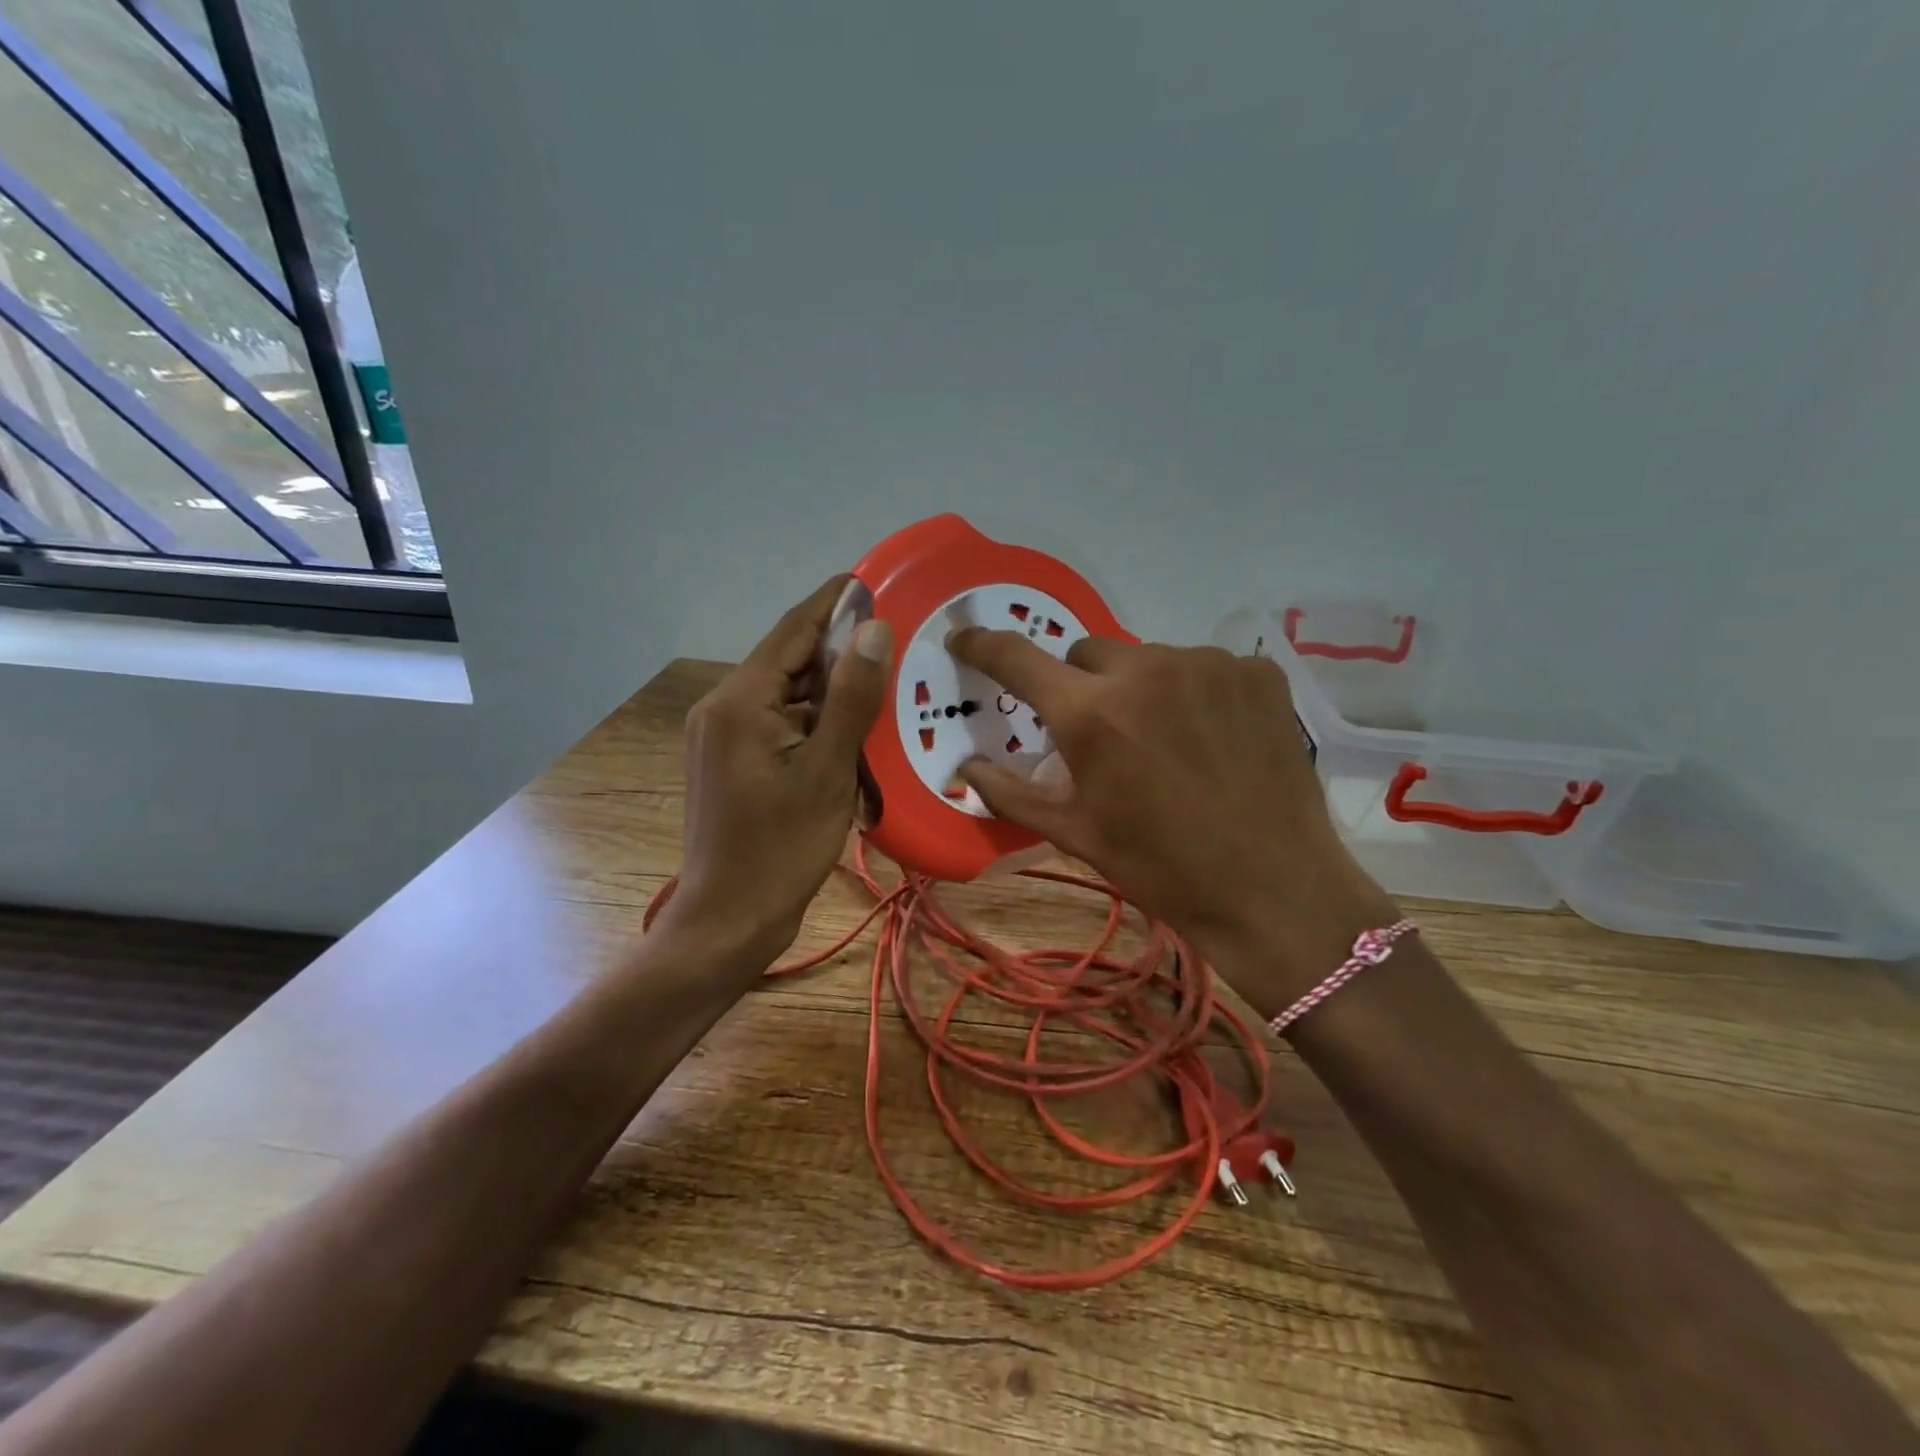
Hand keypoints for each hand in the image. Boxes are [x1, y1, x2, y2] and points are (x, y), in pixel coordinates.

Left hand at [668, 576, 892, 963]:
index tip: (874, 579)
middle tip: (896, 641)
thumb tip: (872, 628)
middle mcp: (723, 707)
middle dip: (840, 652)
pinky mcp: (731, 762)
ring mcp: (723, 737)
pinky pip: (780, 725)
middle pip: (789, 662)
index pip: (793, 630)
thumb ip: (851, 698)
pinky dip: (815, 723)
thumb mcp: (827, 771)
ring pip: (787, 696)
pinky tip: (853, 732)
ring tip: (885, 685)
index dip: (833, 602)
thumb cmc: (781, 849)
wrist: (729, 920)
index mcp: (740, 701)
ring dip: (831, 692)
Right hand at [947, 631, 1398, 1009]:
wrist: (1274, 889)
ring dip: (1140, 688)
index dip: (982, 644)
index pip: (1018, 658)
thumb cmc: (1161, 868)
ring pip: (1147, 658)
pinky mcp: (1257, 672)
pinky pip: (1202, 666)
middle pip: (1087, 653)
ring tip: (1165, 741)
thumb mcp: (1075, 835)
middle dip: (1081, 687)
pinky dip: (1194, 692)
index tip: (963, 637)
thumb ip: (1011, 794)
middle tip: (1101, 735)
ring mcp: (1208, 665)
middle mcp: (1146, 670)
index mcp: (1092, 714)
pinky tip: (1212, 737)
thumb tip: (966, 769)